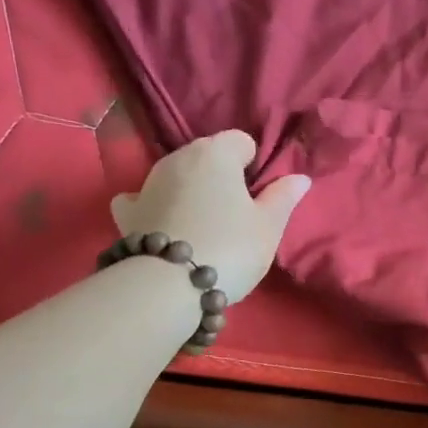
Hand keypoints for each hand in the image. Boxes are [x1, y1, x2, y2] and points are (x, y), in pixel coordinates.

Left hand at [111, 131, 309, 300]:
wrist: (168, 286)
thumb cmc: (230, 248)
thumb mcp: (269, 226)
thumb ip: (283, 197)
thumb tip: (299, 178)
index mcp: (215, 153)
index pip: (241, 141)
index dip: (253, 166)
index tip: (258, 196)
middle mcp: (178, 158)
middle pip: (207, 157)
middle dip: (221, 177)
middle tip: (235, 215)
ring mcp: (147, 183)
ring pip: (177, 176)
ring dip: (191, 191)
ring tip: (203, 227)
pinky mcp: (127, 212)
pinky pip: (143, 198)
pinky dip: (154, 206)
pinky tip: (164, 225)